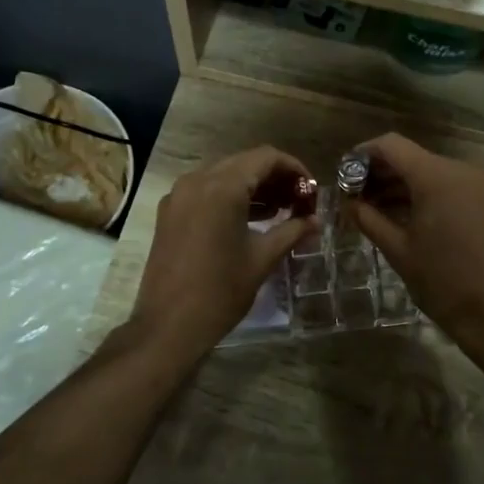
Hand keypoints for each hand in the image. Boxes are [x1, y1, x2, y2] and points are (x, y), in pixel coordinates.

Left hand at [129, 146, 316, 361]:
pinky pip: (206, 191)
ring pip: (224, 175)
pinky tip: (250, 219)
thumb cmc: (220, 291)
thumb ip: (291, 232)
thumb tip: (315, 221)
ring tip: (281, 211)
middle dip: (275, 178)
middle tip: (299, 201)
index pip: (266, 157)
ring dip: (254, 187)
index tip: (311, 191)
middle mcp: (197, 181)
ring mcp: (179, 196)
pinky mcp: (170, 213)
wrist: (168, 326)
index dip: (294, 169)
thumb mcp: (262, 259)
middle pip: (244, 163)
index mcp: (222, 187)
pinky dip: (231, 197)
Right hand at [349, 133, 483, 350]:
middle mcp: (462, 170)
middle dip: (384, 173)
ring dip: (407, 185)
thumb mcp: (398, 250)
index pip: (392, 146)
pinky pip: (457, 187)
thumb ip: (369, 219)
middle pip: (414, 158)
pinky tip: (418, 213)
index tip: (346, 173)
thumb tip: (348, 203)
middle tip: (359, 197)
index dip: (365, 154)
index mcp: (435, 177)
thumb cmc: (442, 281)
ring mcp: (483, 185)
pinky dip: (434, 194)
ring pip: (435, 173)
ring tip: (381, 210)